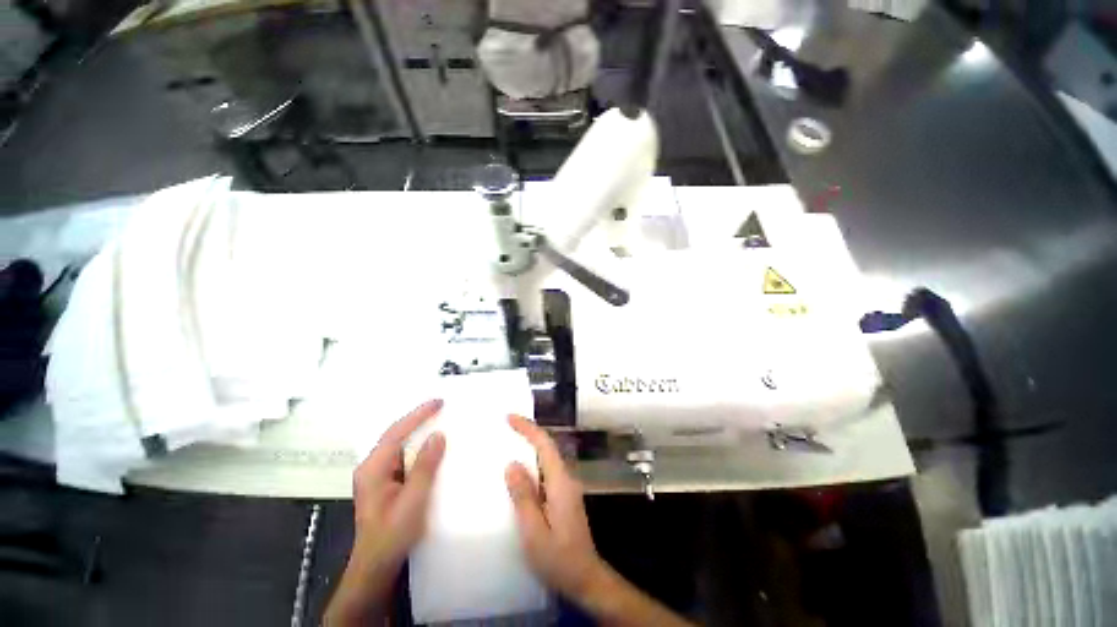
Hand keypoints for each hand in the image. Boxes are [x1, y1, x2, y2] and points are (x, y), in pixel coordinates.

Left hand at [325, 399, 445, 625]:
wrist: (377, 567)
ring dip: (418, 432)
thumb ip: (425, 467)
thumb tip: (438, 435)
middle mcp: (372, 467)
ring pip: (400, 446)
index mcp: (373, 468)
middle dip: (417, 419)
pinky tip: (431, 446)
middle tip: (441, 407)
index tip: (439, 402)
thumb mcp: (412, 501)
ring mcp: (378, 475)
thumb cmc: (392, 535)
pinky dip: (418, 447)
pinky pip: (404, 457)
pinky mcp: (386, 483)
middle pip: (395, 435)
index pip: (396, 433)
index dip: (418, 415)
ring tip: (439, 420)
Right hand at [506, 416, 695, 626]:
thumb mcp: (534, 532)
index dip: (528, 428)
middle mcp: (565, 479)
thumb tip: (512, 464)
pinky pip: (545, 472)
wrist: (585, 578)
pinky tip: (519, 471)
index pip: (545, 445)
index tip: (510, 417)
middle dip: (528, 433)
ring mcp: (566, 488)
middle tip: (506, 427)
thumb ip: (523, 497)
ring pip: (546, 459)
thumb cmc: (559, 559)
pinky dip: (532, 464)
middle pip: (547, 447)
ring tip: (509, 443)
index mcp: (560, 482)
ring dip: (530, 447)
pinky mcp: (563, 498)